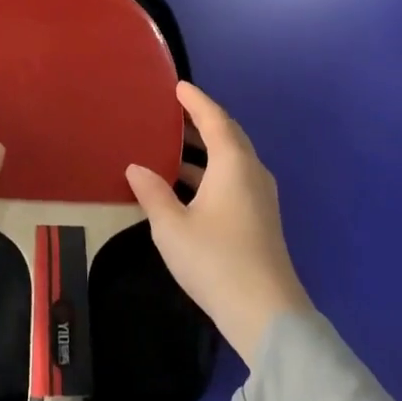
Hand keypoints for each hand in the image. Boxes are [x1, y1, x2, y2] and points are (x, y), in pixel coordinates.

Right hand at [126, 83, 310, 365]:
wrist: (265, 314)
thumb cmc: (215, 260)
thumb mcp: (171, 226)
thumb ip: (152, 193)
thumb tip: (136, 168)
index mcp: (233, 164)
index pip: (214, 120)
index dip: (195, 101)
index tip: (178, 86)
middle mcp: (252, 173)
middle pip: (228, 136)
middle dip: (203, 121)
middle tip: (175, 112)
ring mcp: (261, 198)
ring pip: (232, 160)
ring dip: (206, 149)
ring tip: (173, 146)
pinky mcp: (260, 219)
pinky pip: (234, 178)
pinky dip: (211, 171)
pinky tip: (187, 186)